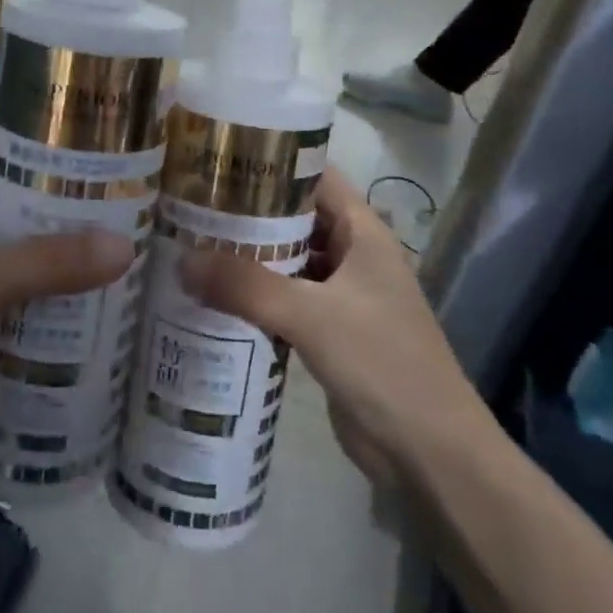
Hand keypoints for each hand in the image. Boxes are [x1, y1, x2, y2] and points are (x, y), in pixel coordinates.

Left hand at [0, 145, 132, 448]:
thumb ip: (49, 261)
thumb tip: (127, 245)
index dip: (38, 144)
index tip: (96, 144)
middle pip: (13, 208)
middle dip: (62, 209)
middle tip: (126, 202)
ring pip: (18, 260)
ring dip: (59, 262)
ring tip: (125, 250)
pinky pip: (16, 305)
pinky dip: (48, 305)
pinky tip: (96, 307)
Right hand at [181, 168, 489, 488]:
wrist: (430, 455)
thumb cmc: (382, 363)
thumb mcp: (312, 316)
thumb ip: (247, 286)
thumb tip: (181, 260)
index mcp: (364, 234)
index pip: (317, 178)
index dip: (275, 163)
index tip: (223, 158)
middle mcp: (355, 257)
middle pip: (297, 219)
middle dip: (250, 212)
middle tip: (193, 203)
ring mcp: (343, 297)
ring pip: (290, 262)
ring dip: (250, 256)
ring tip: (193, 243)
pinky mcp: (330, 334)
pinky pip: (286, 301)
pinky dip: (256, 296)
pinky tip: (214, 296)